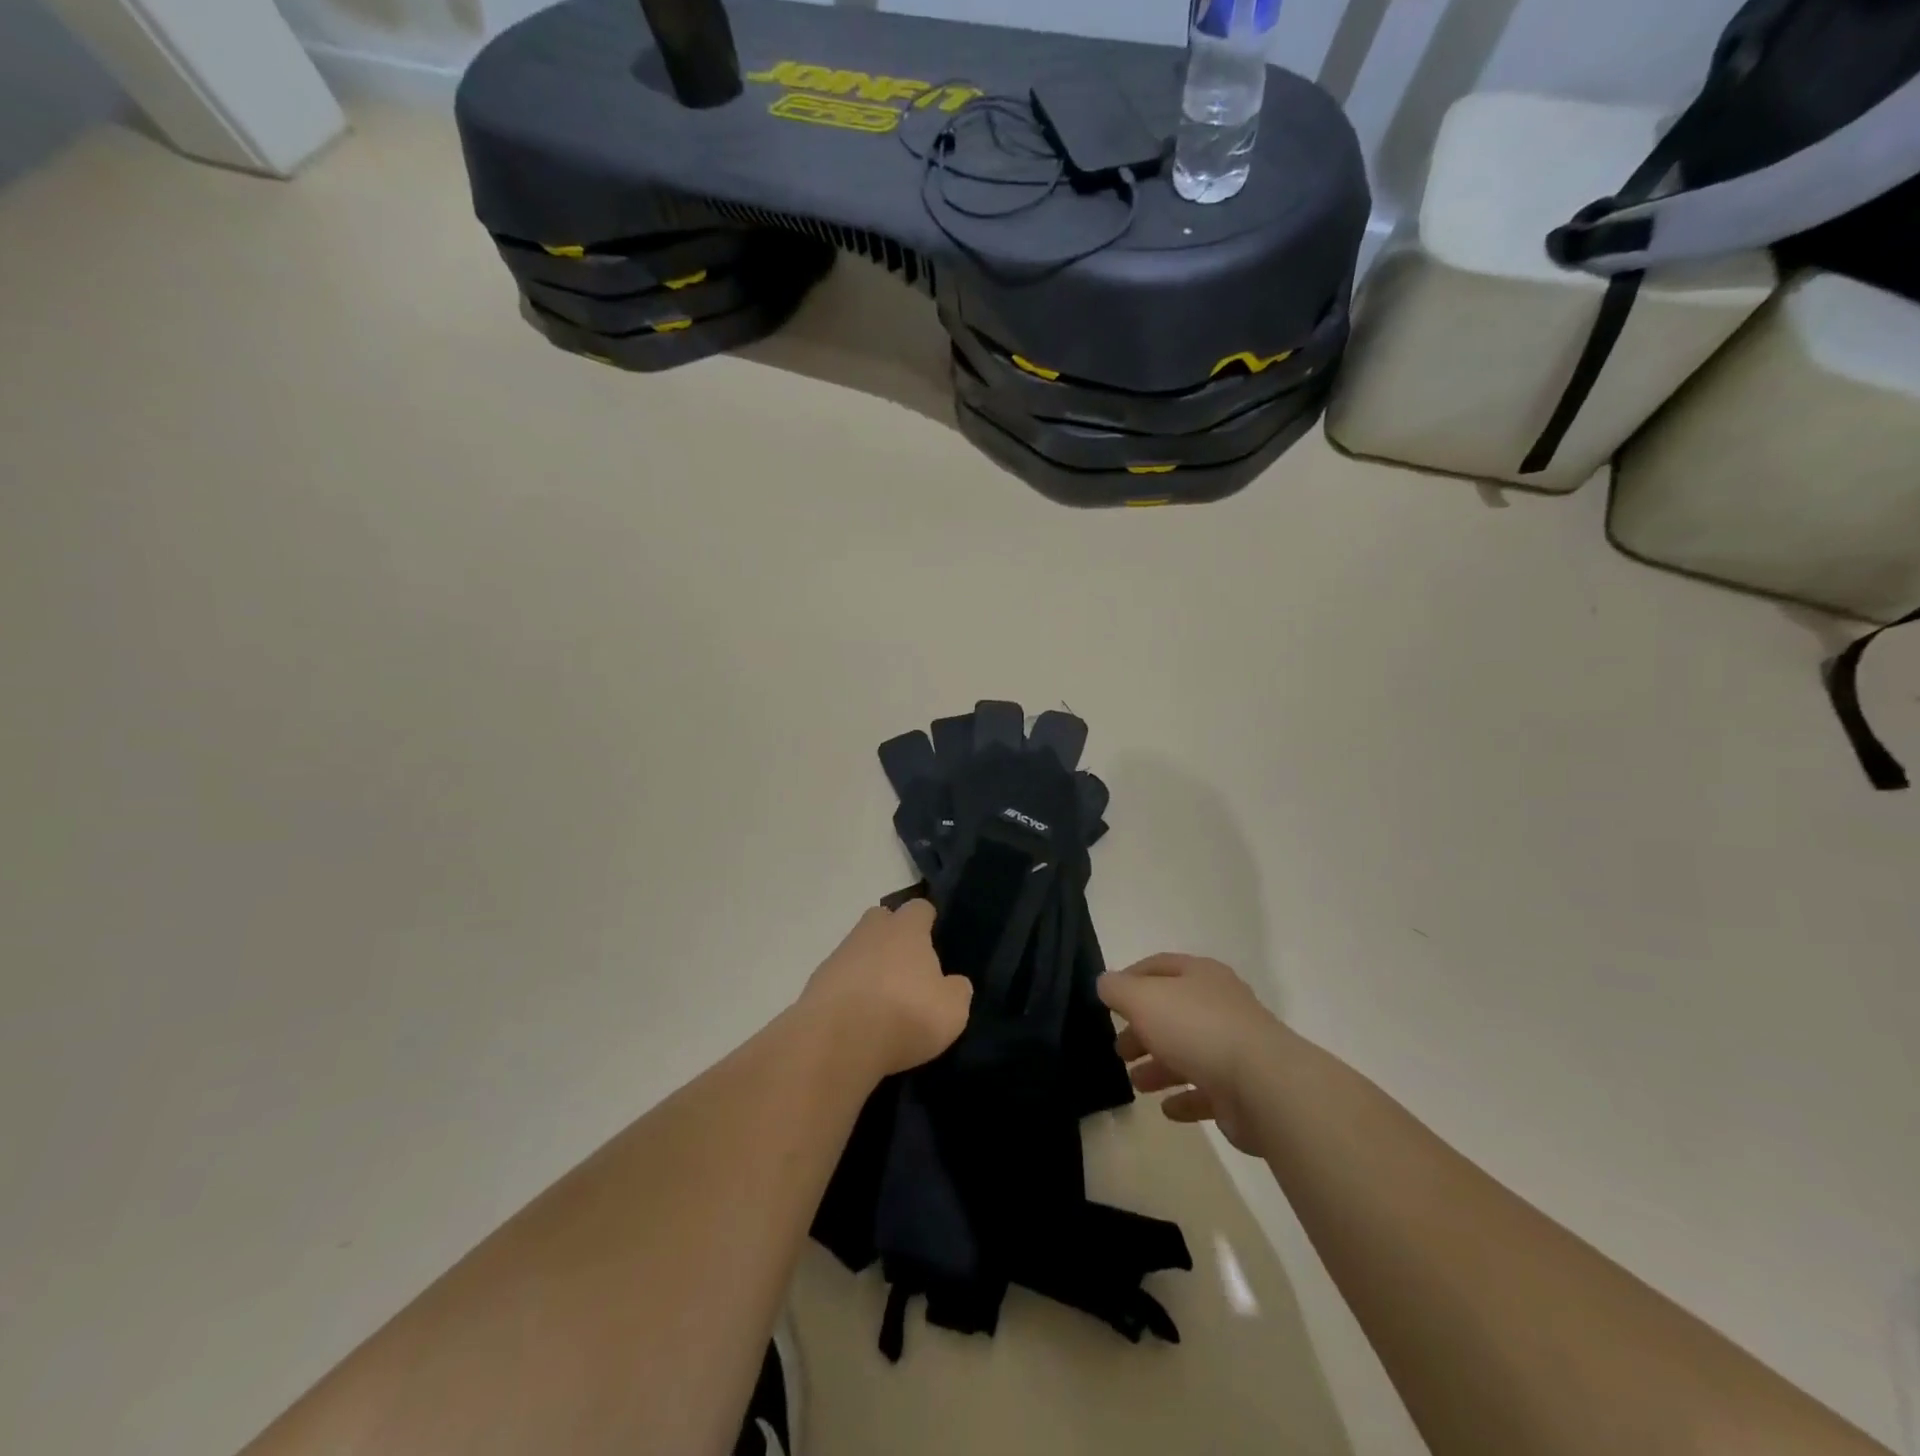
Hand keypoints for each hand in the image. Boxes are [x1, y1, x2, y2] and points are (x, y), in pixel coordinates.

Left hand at [800, 901, 972, 1079]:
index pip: (920, 908)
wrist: (836, 1042)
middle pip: (882, 920)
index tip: (934, 941)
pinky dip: (849, 992)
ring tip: (882, 1002)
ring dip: (869, 967)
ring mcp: (839, 955)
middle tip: (907, 968)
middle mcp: (871, 932)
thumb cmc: (904, 1015)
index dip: (927, 921)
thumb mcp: (951, 1011)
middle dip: (893, 936)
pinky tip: (858, 1019)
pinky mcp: (816, 983)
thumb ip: (956, 991)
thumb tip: (954, 983)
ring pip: (858, 949)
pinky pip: (840, 979)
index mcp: (906, 929)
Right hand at [1098, 954, 1284, 1153]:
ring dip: (1159, 1066)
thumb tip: (1105, 983)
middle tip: (1119, 1050)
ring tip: (1136, 1083)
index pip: (1160, 966)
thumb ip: (1118, 989)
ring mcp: (1234, 1048)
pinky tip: (1167, 1109)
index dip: (1131, 978)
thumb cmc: (1197, 1029)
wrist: (1264, 1086)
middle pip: (1172, 1012)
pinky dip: (1185, 1098)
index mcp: (1201, 975)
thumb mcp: (1143, 999)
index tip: (1107, 1000)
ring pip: (1188, 1052)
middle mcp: (1220, 1006)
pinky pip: (1207, 1092)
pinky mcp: (1242, 1090)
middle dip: (1142, 1029)